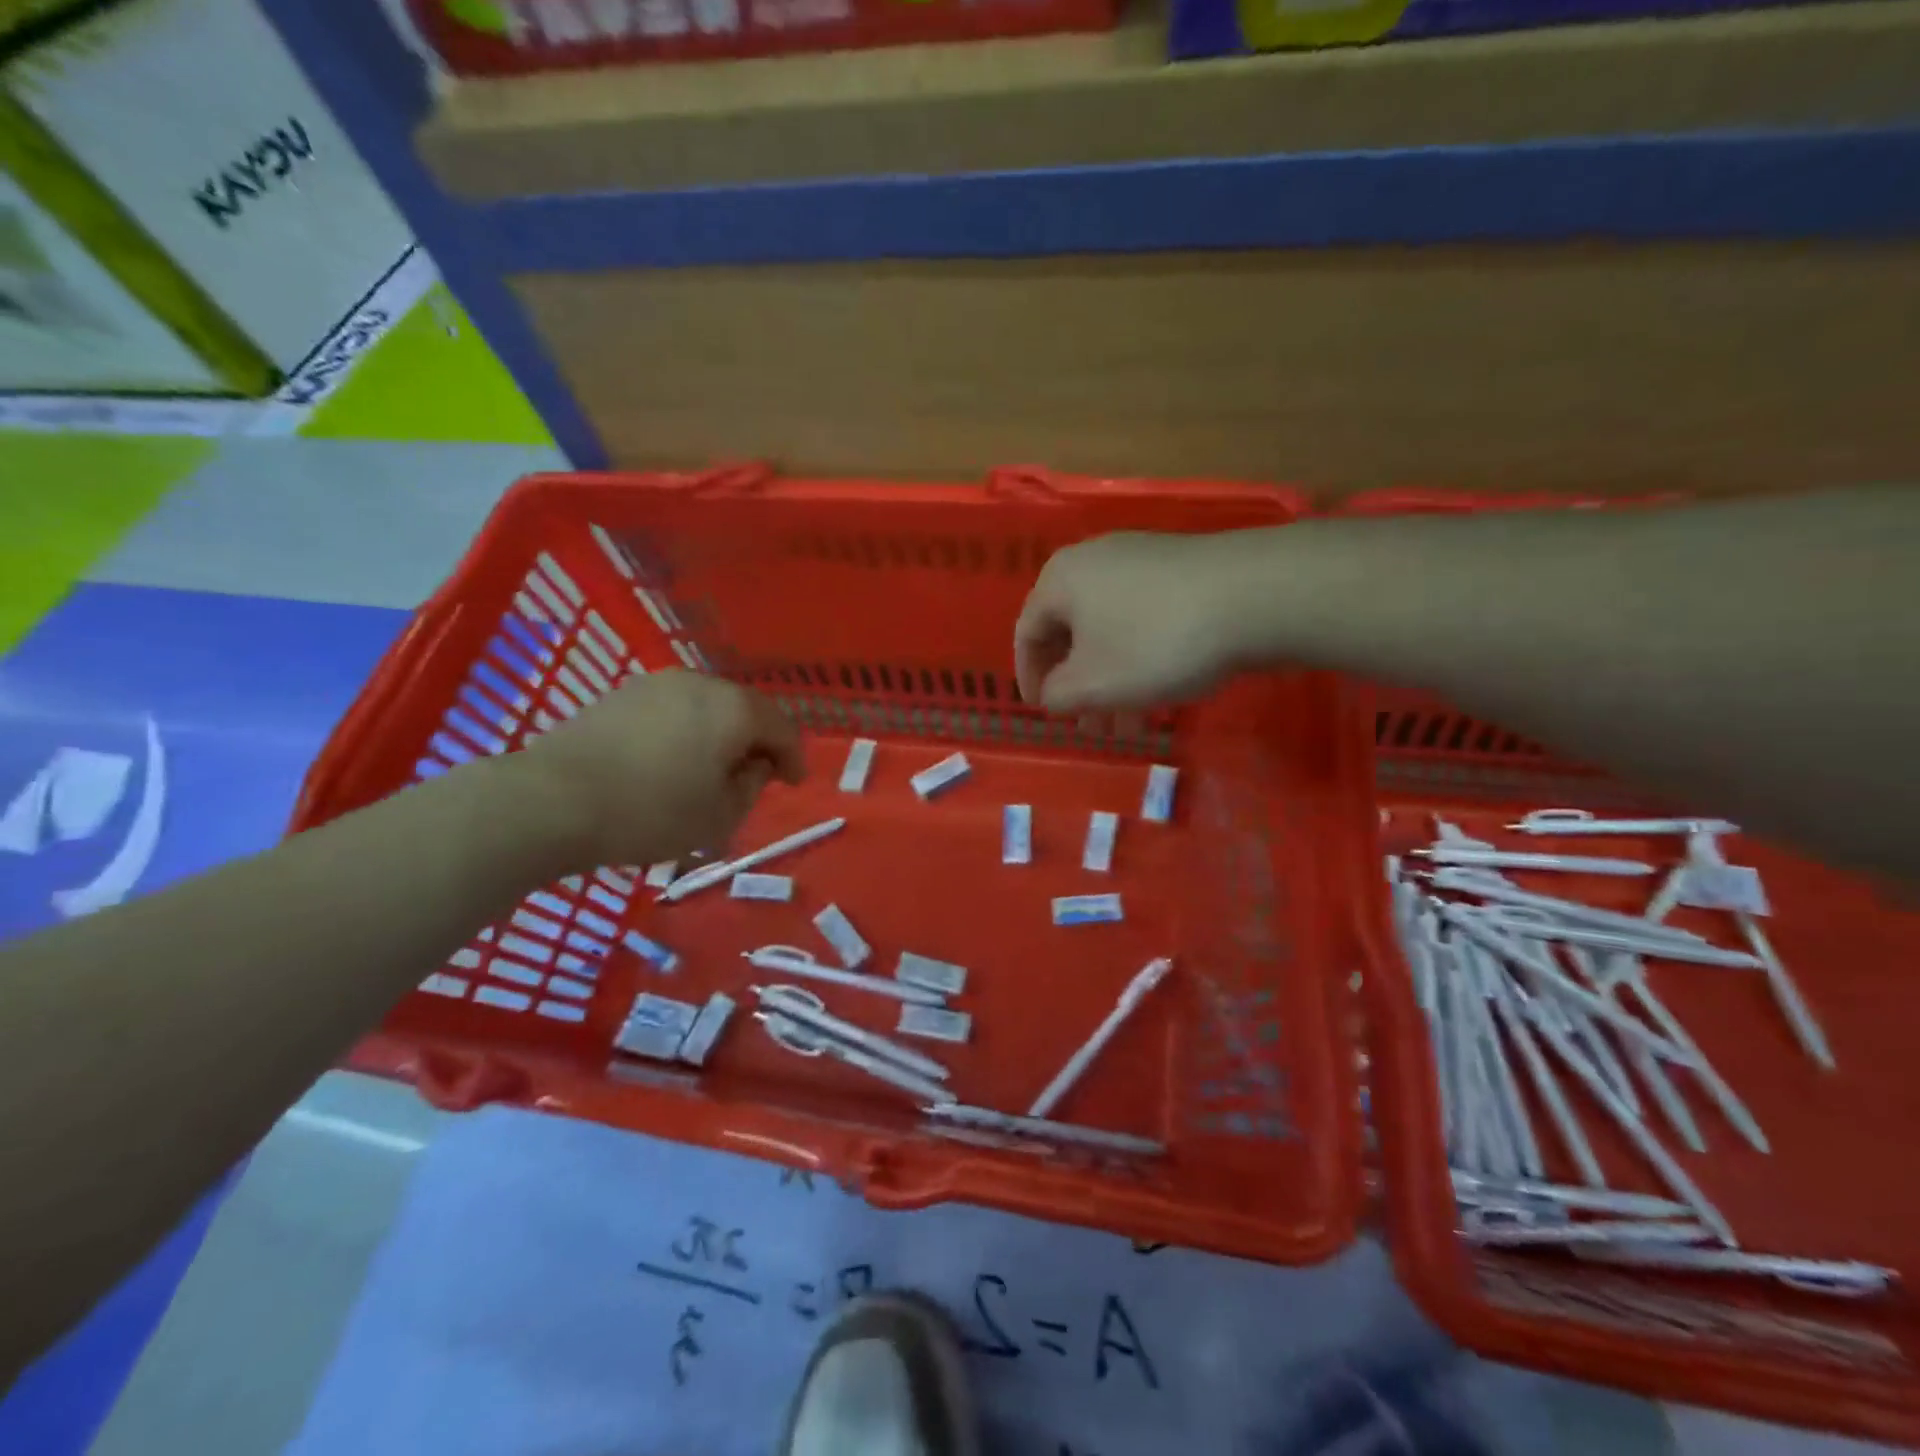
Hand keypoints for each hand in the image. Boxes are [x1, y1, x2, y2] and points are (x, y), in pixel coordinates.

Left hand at [518, 671, 804, 867]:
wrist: (552, 800)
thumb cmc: (652, 812)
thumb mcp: (720, 816)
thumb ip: (751, 786)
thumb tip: (753, 765)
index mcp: (735, 709)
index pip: (782, 729)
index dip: (794, 758)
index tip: (794, 783)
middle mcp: (701, 683)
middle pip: (745, 710)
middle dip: (756, 741)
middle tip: (757, 774)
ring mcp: (657, 684)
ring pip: (706, 707)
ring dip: (718, 734)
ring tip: (712, 768)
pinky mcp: (621, 694)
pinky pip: (671, 710)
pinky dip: (684, 732)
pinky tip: (671, 759)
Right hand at [1014, 532, 1254, 712]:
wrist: (1255, 595)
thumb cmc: (1155, 642)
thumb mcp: (1094, 684)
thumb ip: (1058, 695)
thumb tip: (1054, 694)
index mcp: (1061, 579)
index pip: (1026, 633)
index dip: (1030, 679)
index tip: (1046, 714)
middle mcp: (1095, 560)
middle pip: (1071, 633)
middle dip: (1078, 687)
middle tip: (1090, 726)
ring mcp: (1142, 560)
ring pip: (1111, 631)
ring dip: (1112, 681)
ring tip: (1129, 725)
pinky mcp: (1181, 571)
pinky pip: (1143, 620)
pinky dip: (1140, 659)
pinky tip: (1160, 694)